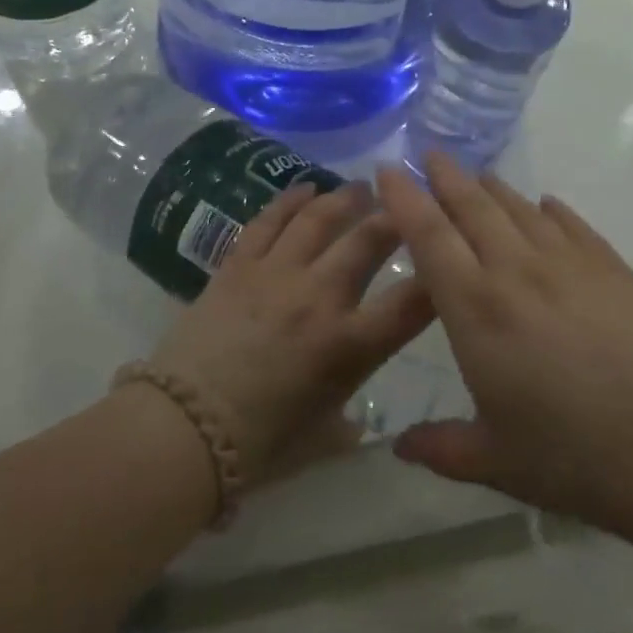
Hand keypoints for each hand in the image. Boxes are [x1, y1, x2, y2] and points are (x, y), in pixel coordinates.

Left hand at [150, 181, 435, 481]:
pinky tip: (305, 188)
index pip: (411, 304)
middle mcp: (320, 298)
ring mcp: (276, 274)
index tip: (448, 256)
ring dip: (345, 198)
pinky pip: (268, 221)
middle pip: (368, 241)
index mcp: (350, 347)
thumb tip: (355, 419)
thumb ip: (347, 421)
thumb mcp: (321, 438)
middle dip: (394, 218)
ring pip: (319, 219)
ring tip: (362, 187)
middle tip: (404, 205)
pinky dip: (289, 200)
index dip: (438, 275)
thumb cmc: (259, 444)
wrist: (184, 428)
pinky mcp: (238, 265)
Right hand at [375, 152, 632, 542]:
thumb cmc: (574, 457)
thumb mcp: (495, 461)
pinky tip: (544, 206)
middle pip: (472, 206)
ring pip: (518, 208)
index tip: (387, 170)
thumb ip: (441, 449)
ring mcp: (568, 263)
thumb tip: (397, 447)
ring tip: (477, 176)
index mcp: (476, 309)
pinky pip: (570, 223)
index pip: (429, 236)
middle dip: (445, 176)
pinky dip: (548, 209)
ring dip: (491, 187)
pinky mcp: (612, 267)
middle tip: (428, 154)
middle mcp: (516, 271)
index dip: (404, 198)